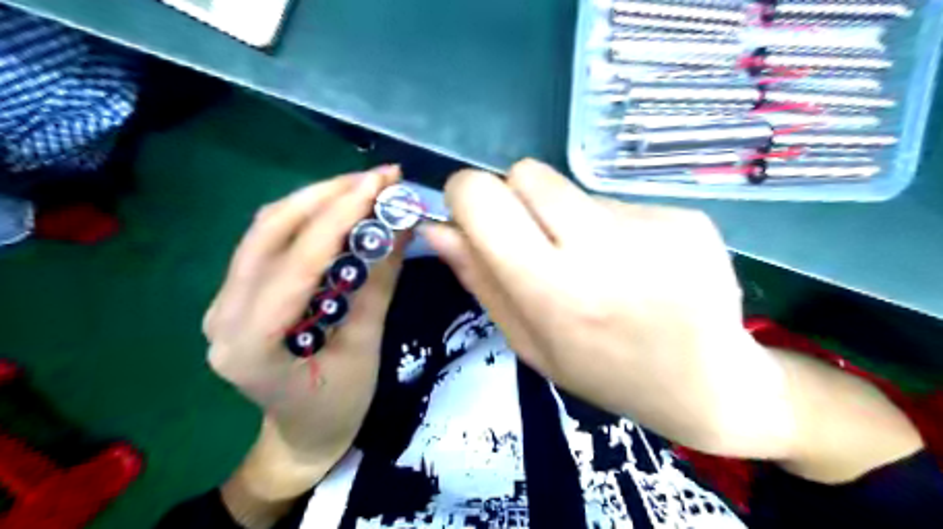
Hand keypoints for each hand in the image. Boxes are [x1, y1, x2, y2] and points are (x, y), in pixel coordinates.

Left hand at [202, 166, 400, 466]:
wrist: (302, 433)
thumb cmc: (339, 404)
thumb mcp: (367, 348)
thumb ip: (379, 283)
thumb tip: (402, 226)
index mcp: (251, 344)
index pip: (295, 262)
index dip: (339, 217)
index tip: (380, 185)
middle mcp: (223, 314)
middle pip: (269, 231)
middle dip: (327, 195)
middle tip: (378, 178)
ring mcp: (224, 300)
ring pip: (266, 228)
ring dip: (317, 199)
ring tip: (365, 187)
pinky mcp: (238, 292)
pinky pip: (270, 241)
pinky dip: (308, 217)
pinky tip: (341, 210)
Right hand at [423, 160, 798, 455]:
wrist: (707, 384)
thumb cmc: (603, 371)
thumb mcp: (530, 343)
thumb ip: (480, 281)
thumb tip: (437, 229)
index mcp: (555, 291)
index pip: (484, 198)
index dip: (466, 195)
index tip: (474, 214)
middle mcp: (604, 249)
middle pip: (526, 173)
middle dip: (516, 199)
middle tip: (540, 243)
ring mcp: (653, 226)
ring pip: (572, 186)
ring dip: (567, 217)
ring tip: (598, 263)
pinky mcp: (686, 216)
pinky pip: (618, 201)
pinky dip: (613, 227)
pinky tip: (637, 266)